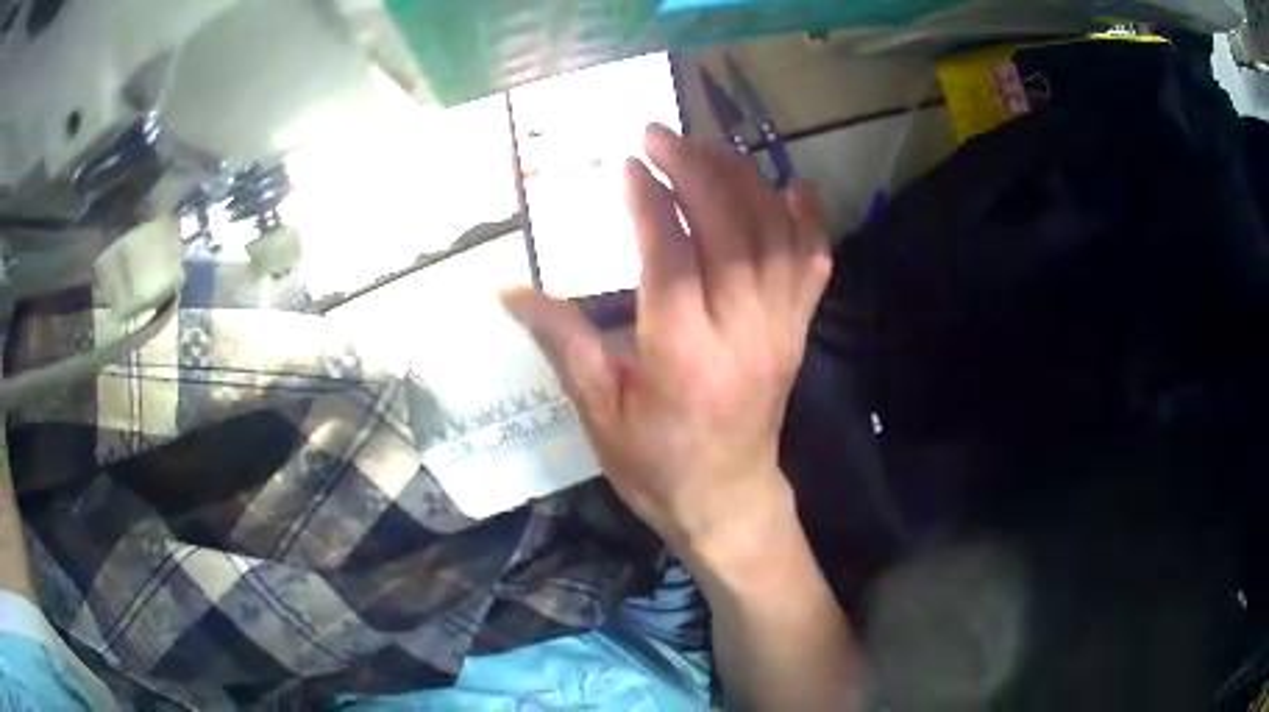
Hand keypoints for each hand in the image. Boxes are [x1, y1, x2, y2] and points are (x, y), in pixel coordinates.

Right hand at [501, 124, 830, 557]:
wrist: (728, 500)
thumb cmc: (656, 465)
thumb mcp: (598, 412)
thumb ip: (561, 342)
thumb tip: (508, 289)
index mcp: (682, 353)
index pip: (670, 253)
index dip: (649, 198)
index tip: (628, 161)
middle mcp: (741, 329)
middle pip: (729, 227)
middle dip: (695, 168)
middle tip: (661, 136)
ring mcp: (780, 327)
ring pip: (775, 233)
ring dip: (744, 179)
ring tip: (708, 148)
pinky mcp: (799, 330)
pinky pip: (814, 262)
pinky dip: (805, 219)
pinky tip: (788, 186)